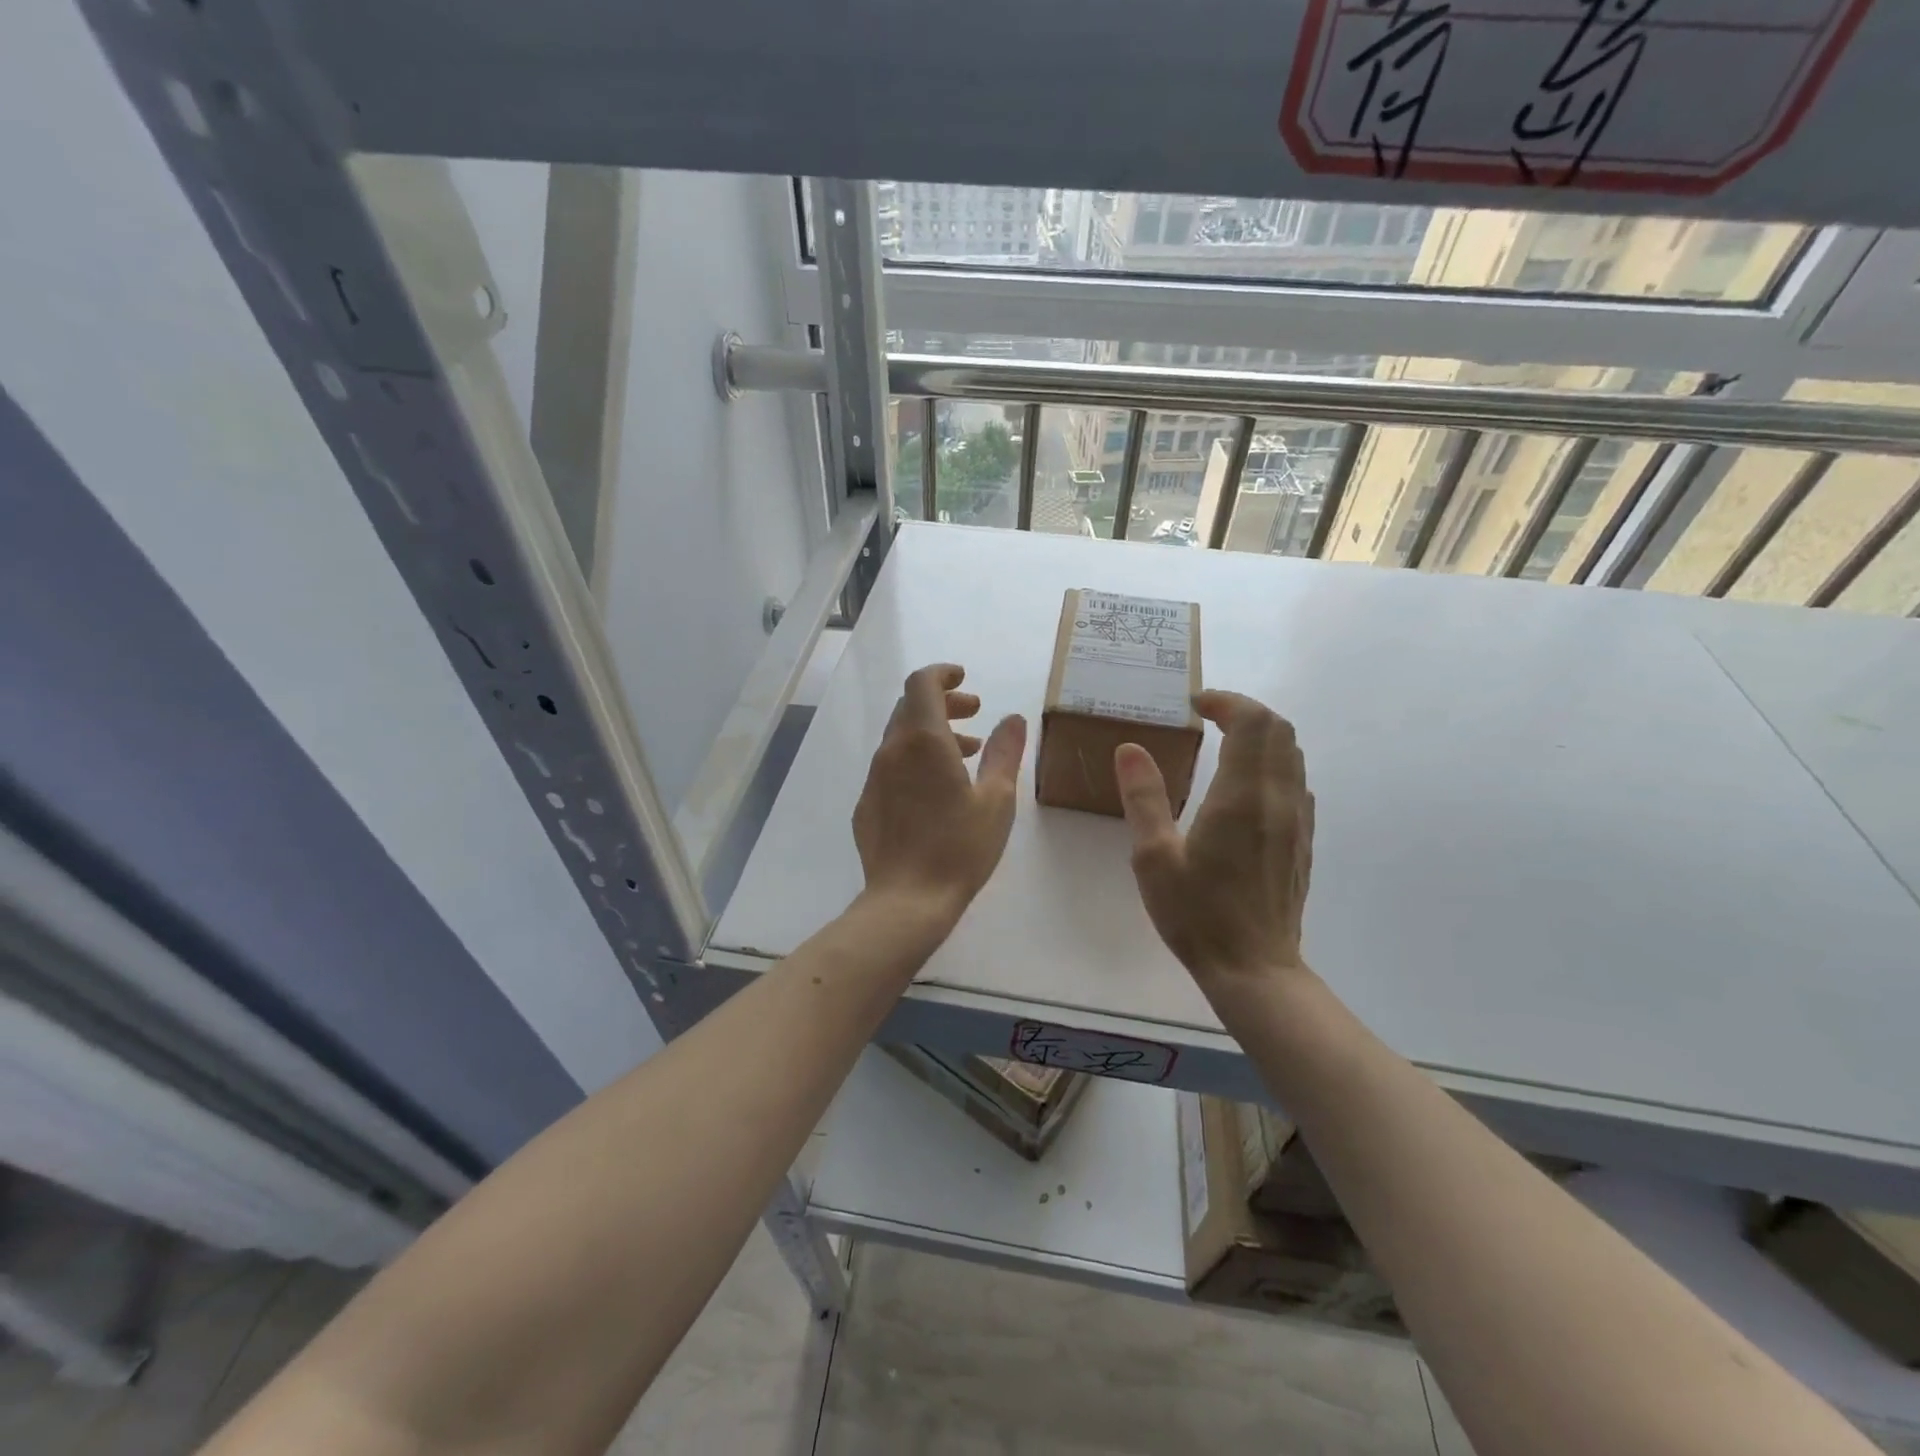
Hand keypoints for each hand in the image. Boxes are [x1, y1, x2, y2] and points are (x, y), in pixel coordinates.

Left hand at [853, 664, 1026, 930]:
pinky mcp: (867, 804)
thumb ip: (1005, 753)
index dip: (942, 673)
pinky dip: (915, 761)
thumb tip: (1013, 718)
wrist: (907, 900)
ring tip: (967, 753)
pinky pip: (891, 767)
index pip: (922, 684)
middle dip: (943, 703)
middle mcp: (892, 751)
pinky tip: (937, 791)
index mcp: (923, 741)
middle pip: (910, 708)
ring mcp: (874, 778)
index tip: (964, 678)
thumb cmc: (959, 847)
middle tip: (975, 714)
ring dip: (932, 734)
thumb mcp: (996, 800)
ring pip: (901, 739)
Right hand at [1114, 690, 1313, 990]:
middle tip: (1208, 718)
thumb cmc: (1197, 914)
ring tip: (1224, 744)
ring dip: (1262, 736)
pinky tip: (1245, 787)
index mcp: (1241, 797)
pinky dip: (1273, 764)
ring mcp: (1297, 820)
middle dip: (1245, 711)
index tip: (1195, 705)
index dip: (1226, 701)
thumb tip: (1130, 748)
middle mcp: (1278, 799)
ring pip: (1293, 754)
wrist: (1254, 968)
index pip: (1252, 722)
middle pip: (1280, 729)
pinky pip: (1296, 782)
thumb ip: (1144, 797)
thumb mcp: (1153, 857)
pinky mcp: (1303, 840)